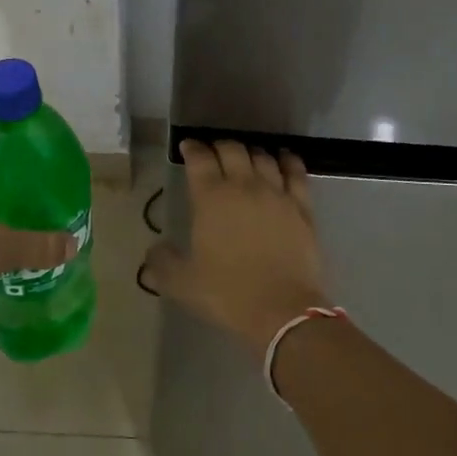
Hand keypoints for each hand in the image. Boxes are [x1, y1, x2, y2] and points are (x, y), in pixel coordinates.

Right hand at [141, 139, 329, 358]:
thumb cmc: (227, 293)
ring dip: (251, 151)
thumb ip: (162, 264)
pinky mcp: (302, 206)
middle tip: (214, 152)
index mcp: (211, 198)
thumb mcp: (182, 283)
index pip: (199, 159)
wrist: (281, 309)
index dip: (192, 148)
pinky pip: (296, 172)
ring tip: (245, 156)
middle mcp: (244, 185)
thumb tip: (154, 251)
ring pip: (263, 157)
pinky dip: (288, 160)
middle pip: (232, 150)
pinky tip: (283, 158)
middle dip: (219, 146)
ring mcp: (276, 193)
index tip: (187, 146)